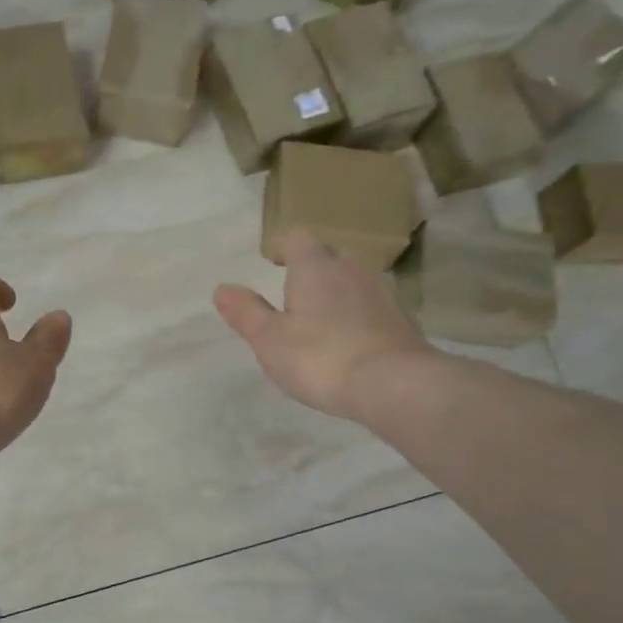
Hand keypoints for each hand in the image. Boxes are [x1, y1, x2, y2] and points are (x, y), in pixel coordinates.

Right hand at [213, 231, 435, 420]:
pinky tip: (345, 340)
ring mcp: (380, 292)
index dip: (280, 245)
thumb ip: (246, 312)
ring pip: (350, 280)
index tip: (269, 257)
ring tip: (316, 316)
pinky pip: (368, 305)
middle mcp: (350, 269)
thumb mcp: (270, 339)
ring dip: (332, 291)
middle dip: (308, 267)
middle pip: (326, 255)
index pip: (296, 238)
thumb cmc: (320, 357)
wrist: (394, 384)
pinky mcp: (400, 319)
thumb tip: (222, 288)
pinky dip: (353, 314)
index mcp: (314, 266)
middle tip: (290, 289)